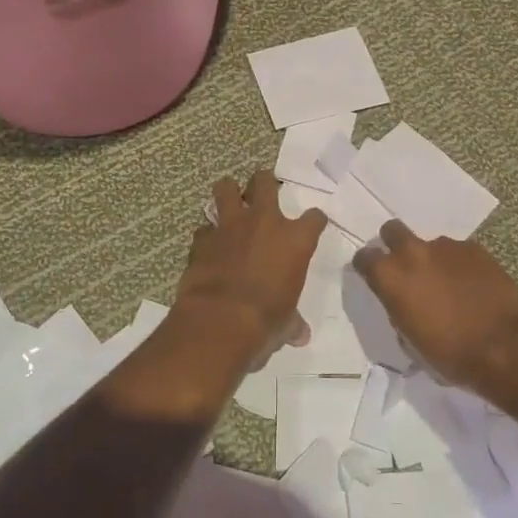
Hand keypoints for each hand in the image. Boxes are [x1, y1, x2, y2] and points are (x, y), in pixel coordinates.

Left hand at [174, 169, 325, 363]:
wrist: (220, 321)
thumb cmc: (266, 321)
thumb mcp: (286, 323)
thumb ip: (293, 322)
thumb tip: (300, 335)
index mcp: (295, 240)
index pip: (315, 217)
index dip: (314, 221)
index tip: (312, 225)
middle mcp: (264, 223)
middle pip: (265, 182)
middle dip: (263, 183)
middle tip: (262, 192)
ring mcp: (230, 226)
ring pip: (226, 188)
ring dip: (228, 193)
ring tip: (229, 201)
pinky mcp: (202, 239)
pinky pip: (204, 227)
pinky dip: (207, 234)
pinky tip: (208, 244)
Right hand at [353, 222, 517, 387]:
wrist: (505, 347)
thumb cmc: (450, 354)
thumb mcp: (410, 340)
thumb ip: (399, 309)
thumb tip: (405, 301)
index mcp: (390, 277)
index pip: (364, 257)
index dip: (368, 266)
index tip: (375, 277)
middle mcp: (413, 253)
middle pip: (392, 230)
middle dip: (394, 243)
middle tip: (407, 267)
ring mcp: (446, 247)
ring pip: (430, 244)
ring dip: (433, 259)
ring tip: (449, 284)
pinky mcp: (475, 248)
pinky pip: (458, 252)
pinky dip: (459, 265)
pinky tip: (472, 286)